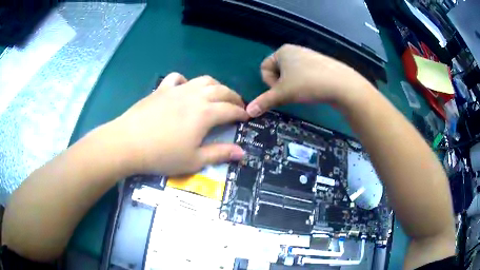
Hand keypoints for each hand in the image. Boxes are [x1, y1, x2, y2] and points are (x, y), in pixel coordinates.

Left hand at [110, 72, 248, 175]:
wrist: (128, 143)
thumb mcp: (194, 160)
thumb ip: (219, 154)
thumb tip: (242, 152)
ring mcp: (177, 90)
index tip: (246, 117)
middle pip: (221, 90)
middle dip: (233, 97)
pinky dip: (186, 81)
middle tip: (238, 105)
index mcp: (205, 113)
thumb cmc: (162, 155)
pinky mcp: (162, 89)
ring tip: (218, 94)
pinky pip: (177, 78)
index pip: (231, 109)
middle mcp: (195, 96)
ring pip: (203, 80)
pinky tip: (185, 88)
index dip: (241, 113)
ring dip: (216, 85)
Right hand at [246, 44, 373, 116]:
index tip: (281, 90)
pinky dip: (305, 83)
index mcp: (282, 51)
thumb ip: (264, 101)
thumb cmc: (308, 84)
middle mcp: (294, 50)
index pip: (264, 68)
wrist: (342, 85)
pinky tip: (314, 89)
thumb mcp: (283, 94)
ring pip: (291, 74)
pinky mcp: (320, 64)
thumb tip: (248, 112)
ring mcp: (309, 56)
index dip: (269, 82)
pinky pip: (305, 74)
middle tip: (292, 93)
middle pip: (277, 71)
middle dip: (281, 84)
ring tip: (304, 92)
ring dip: (293, 85)